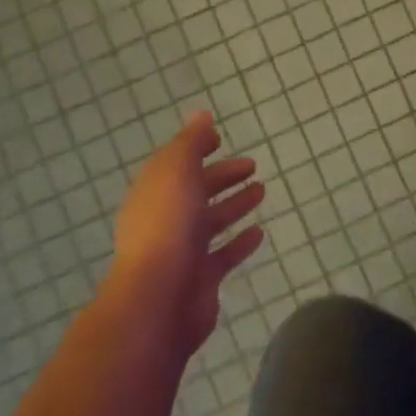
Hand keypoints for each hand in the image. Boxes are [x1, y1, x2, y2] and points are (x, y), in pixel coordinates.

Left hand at [109, 111, 265, 354]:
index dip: (196, 149)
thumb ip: (190, 144)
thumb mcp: (176, 172)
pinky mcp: (201, 278)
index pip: (176, 164)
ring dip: (234, 204)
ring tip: (262, 190)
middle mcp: (165, 220)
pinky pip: (224, 254)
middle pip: (196, 192)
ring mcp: (183, 251)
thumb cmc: (167, 227)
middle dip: (222, 177)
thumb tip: (202, 115)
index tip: (221, 138)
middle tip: (252, 165)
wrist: (159, 300)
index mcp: (154, 193)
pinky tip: (259, 231)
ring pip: (212, 221)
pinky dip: (240, 241)